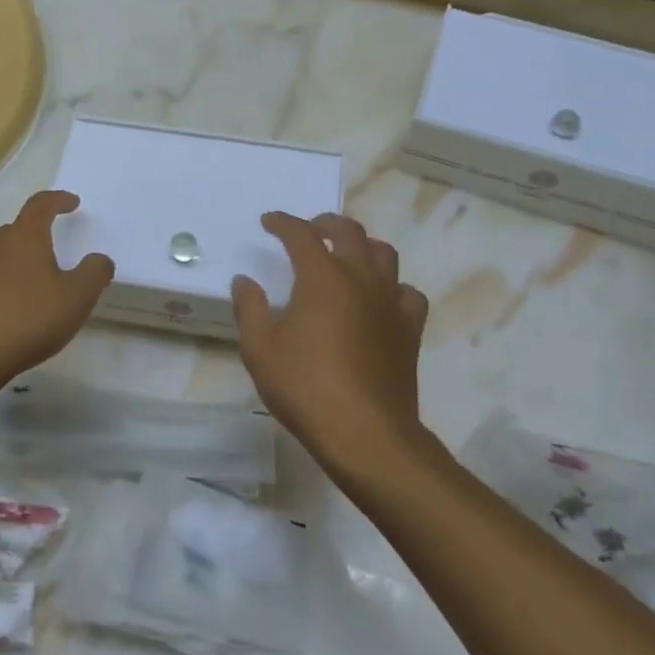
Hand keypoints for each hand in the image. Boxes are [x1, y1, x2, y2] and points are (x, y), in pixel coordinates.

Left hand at [0, 190, 113, 393]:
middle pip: (16, 229)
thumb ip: (94, 273)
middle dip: (37, 233)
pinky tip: (11, 311)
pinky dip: (2, 287)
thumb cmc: (26, 319)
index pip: (40, 205)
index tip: (72, 202)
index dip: (58, 200)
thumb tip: (99, 258)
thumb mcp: (76, 298)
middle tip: (54, 247)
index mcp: (24, 238)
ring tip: (35, 282)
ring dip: (18, 262)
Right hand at [233, 212, 431, 483]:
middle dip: (325, 223)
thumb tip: (244, 281)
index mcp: (322, 277)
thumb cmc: (305, 387)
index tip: (269, 222)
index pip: (301, 234)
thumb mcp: (260, 350)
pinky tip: (380, 298)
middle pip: (349, 231)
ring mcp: (390, 302)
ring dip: (362, 245)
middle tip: (309, 230)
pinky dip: (392, 286)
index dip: (283, 223)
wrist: (365, 433)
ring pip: (383, 254)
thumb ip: (250, 309)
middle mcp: (360, 278)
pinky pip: (407, 292)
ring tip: (346, 254)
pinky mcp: (409, 328)